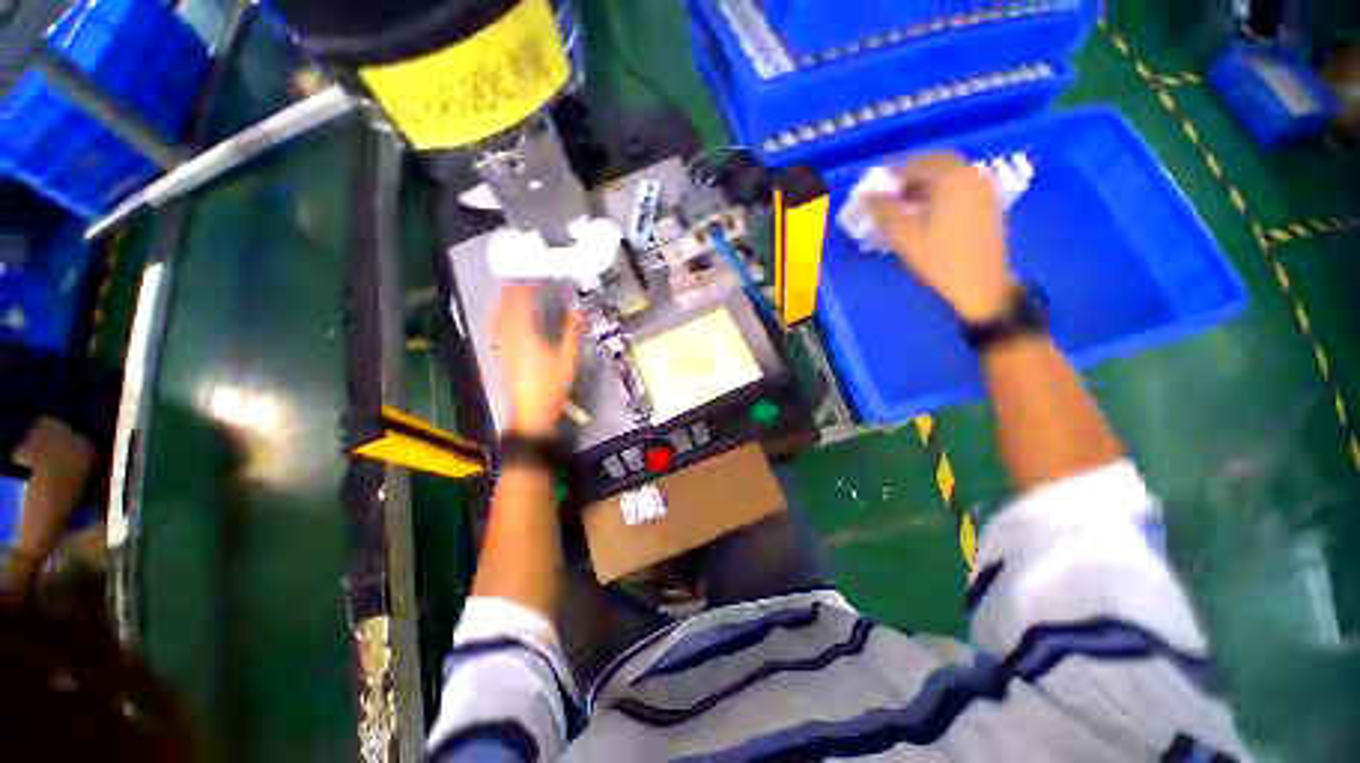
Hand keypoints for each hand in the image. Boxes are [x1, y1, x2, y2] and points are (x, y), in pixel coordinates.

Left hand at [492, 283, 584, 437]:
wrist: (531, 410)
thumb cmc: (552, 383)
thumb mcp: (569, 357)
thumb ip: (573, 331)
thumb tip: (579, 310)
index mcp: (525, 332)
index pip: (522, 299)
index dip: (529, 285)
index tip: (539, 277)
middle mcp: (508, 333)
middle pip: (506, 303)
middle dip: (515, 288)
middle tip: (528, 280)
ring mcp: (500, 343)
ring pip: (497, 312)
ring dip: (506, 299)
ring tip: (517, 291)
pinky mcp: (498, 352)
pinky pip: (495, 324)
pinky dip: (500, 313)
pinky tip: (506, 314)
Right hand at [866, 153, 1015, 321]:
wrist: (982, 283)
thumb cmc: (940, 258)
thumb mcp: (904, 235)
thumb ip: (884, 210)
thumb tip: (866, 196)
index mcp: (950, 177)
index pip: (913, 164)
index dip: (889, 175)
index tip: (873, 189)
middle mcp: (969, 174)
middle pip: (932, 164)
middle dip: (907, 177)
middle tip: (887, 195)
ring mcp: (982, 187)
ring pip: (946, 175)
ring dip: (922, 184)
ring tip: (903, 205)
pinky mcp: (986, 202)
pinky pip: (957, 186)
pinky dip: (938, 192)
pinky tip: (925, 211)